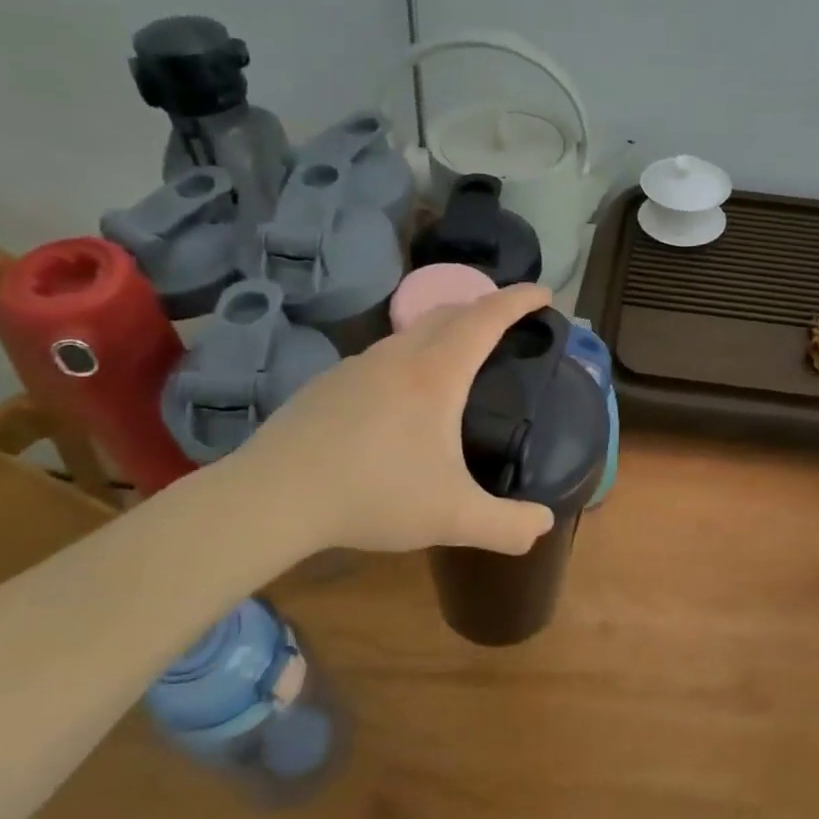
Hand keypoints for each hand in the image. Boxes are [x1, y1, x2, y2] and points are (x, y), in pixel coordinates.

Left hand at [226, 284, 558, 557]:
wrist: (274, 496)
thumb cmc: (374, 495)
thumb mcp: (454, 518)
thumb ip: (508, 525)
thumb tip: (543, 525)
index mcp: (436, 374)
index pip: (487, 318)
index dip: (519, 300)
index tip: (544, 293)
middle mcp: (398, 357)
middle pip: (449, 312)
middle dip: (484, 308)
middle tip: (506, 324)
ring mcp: (356, 366)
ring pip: (410, 333)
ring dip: (443, 331)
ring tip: (456, 359)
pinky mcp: (327, 384)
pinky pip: (381, 356)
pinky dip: (408, 357)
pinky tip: (399, 398)